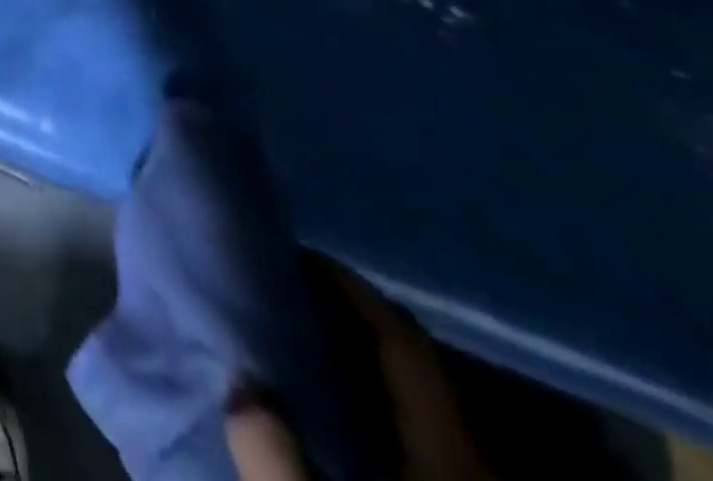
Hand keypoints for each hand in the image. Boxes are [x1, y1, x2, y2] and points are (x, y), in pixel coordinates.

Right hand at [225, 267, 492, 480]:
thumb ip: (275, 461)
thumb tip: (241, 385)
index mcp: (448, 453)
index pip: (400, 340)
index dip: (349, 288)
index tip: (295, 253)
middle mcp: (470, 462)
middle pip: (413, 366)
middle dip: (351, 321)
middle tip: (286, 293)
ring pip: (418, 407)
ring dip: (362, 367)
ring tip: (298, 343)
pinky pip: (419, 442)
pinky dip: (375, 412)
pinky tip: (336, 420)